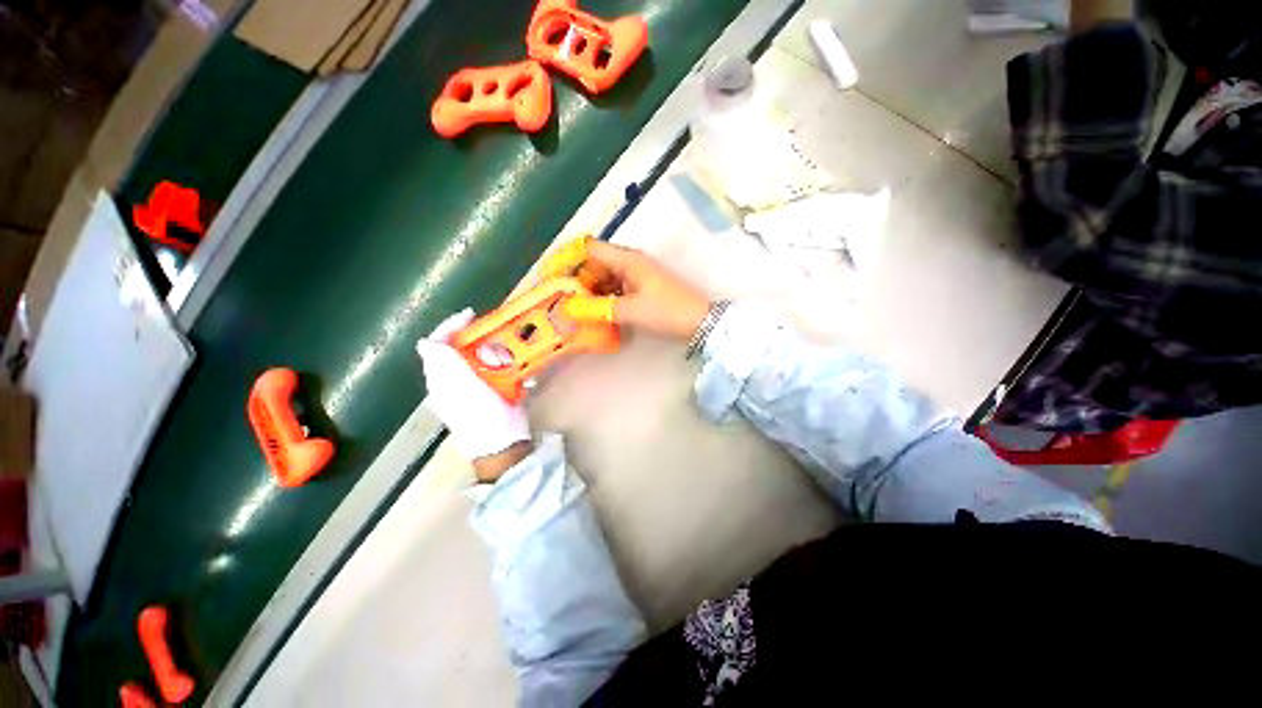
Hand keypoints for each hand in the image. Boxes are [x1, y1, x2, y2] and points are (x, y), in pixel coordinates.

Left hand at [416, 309, 531, 481]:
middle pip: (465, 347)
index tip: (472, 315)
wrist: (504, 443)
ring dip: (499, 357)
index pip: (439, 343)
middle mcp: (455, 379)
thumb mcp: (462, 386)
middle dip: (483, 345)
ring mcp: (475, 386)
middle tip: (497, 352)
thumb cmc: (482, 414)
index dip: (452, 326)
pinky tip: (516, 375)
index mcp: (441, 377)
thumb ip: (445, 362)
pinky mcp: (494, 390)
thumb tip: (425, 341)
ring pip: (485, 357)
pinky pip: (500, 370)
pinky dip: (509, 368)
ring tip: (509, 366)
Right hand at [567, 241, 710, 339]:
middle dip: (578, 280)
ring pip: (606, 277)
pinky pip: (616, 287)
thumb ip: (598, 309)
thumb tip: (568, 309)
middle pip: (596, 263)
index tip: (552, 275)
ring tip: (576, 309)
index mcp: (627, 259)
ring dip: (591, 291)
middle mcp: (630, 262)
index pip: (590, 248)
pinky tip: (598, 312)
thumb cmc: (666, 311)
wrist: (700, 321)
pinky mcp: (642, 287)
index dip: (569, 258)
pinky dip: (605, 297)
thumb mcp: (630, 311)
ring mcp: (637, 274)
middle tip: (562, 300)